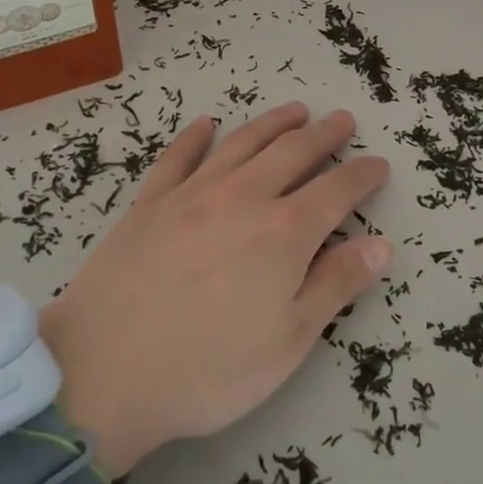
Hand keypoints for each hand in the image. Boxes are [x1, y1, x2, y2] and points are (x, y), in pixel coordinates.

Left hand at [40, 102, 390, 475]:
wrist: (102, 373)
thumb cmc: (208, 369)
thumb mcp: (288, 342)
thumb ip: (335, 286)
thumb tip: (381, 245)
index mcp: (284, 233)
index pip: (337, 190)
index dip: (363, 175)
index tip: (380, 164)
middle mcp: (243, 198)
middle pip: (292, 153)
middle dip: (324, 135)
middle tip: (342, 120)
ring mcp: (192, 195)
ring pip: (242, 144)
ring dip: (273, 123)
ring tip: (295, 110)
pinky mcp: (149, 203)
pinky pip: (177, 159)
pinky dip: (194, 137)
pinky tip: (205, 125)